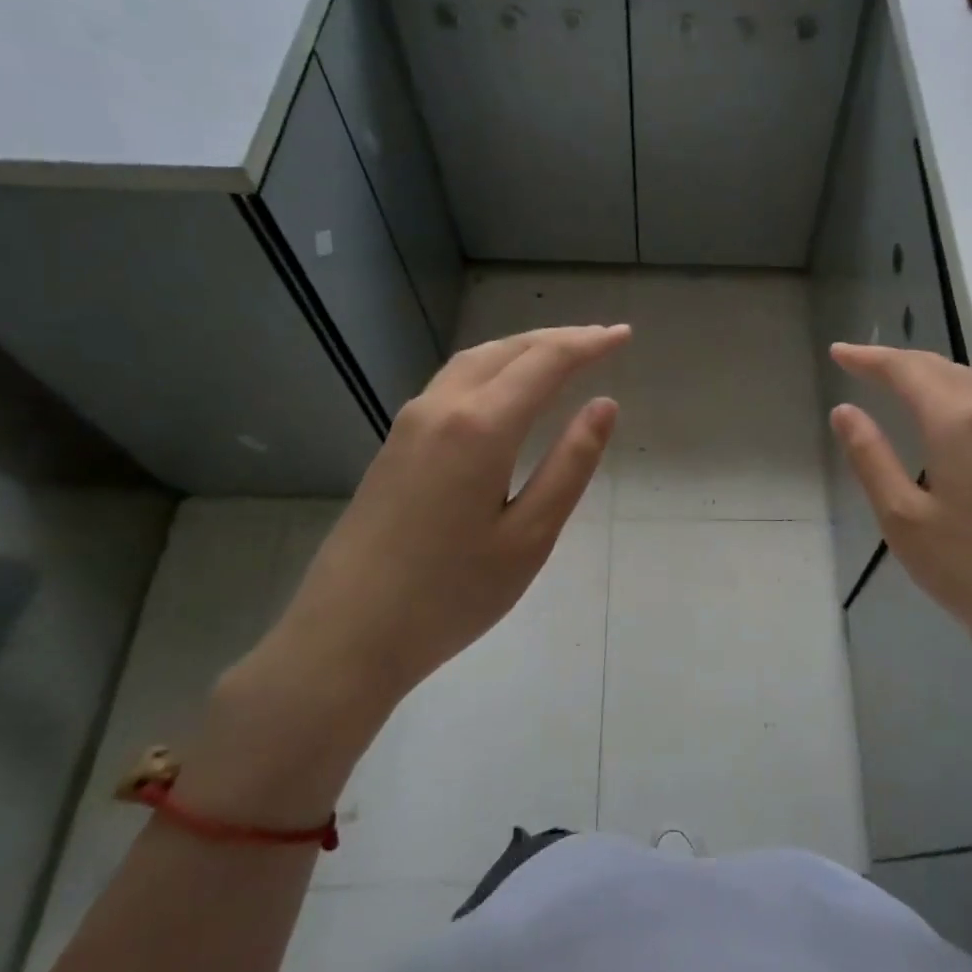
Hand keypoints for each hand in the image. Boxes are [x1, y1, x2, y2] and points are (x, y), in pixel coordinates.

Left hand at [268, 324, 629, 716]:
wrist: (347, 635)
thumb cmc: (453, 594)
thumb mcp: (530, 535)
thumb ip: (570, 464)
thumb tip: (604, 405)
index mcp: (481, 427)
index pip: (545, 363)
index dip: (589, 344)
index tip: (624, 336)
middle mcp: (441, 408)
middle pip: (507, 351)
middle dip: (558, 339)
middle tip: (600, 340)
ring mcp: (409, 424)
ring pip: (474, 362)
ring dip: (521, 349)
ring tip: (560, 354)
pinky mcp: (394, 444)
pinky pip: (452, 383)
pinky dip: (492, 369)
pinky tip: (504, 390)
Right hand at [828, 343, 971, 719]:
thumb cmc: (968, 566)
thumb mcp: (902, 517)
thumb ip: (871, 457)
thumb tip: (845, 411)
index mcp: (957, 422)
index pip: (907, 371)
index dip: (869, 359)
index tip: (837, 353)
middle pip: (940, 367)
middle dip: (896, 360)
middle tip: (857, 363)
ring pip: (967, 381)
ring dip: (927, 372)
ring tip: (893, 378)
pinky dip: (951, 390)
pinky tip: (940, 411)